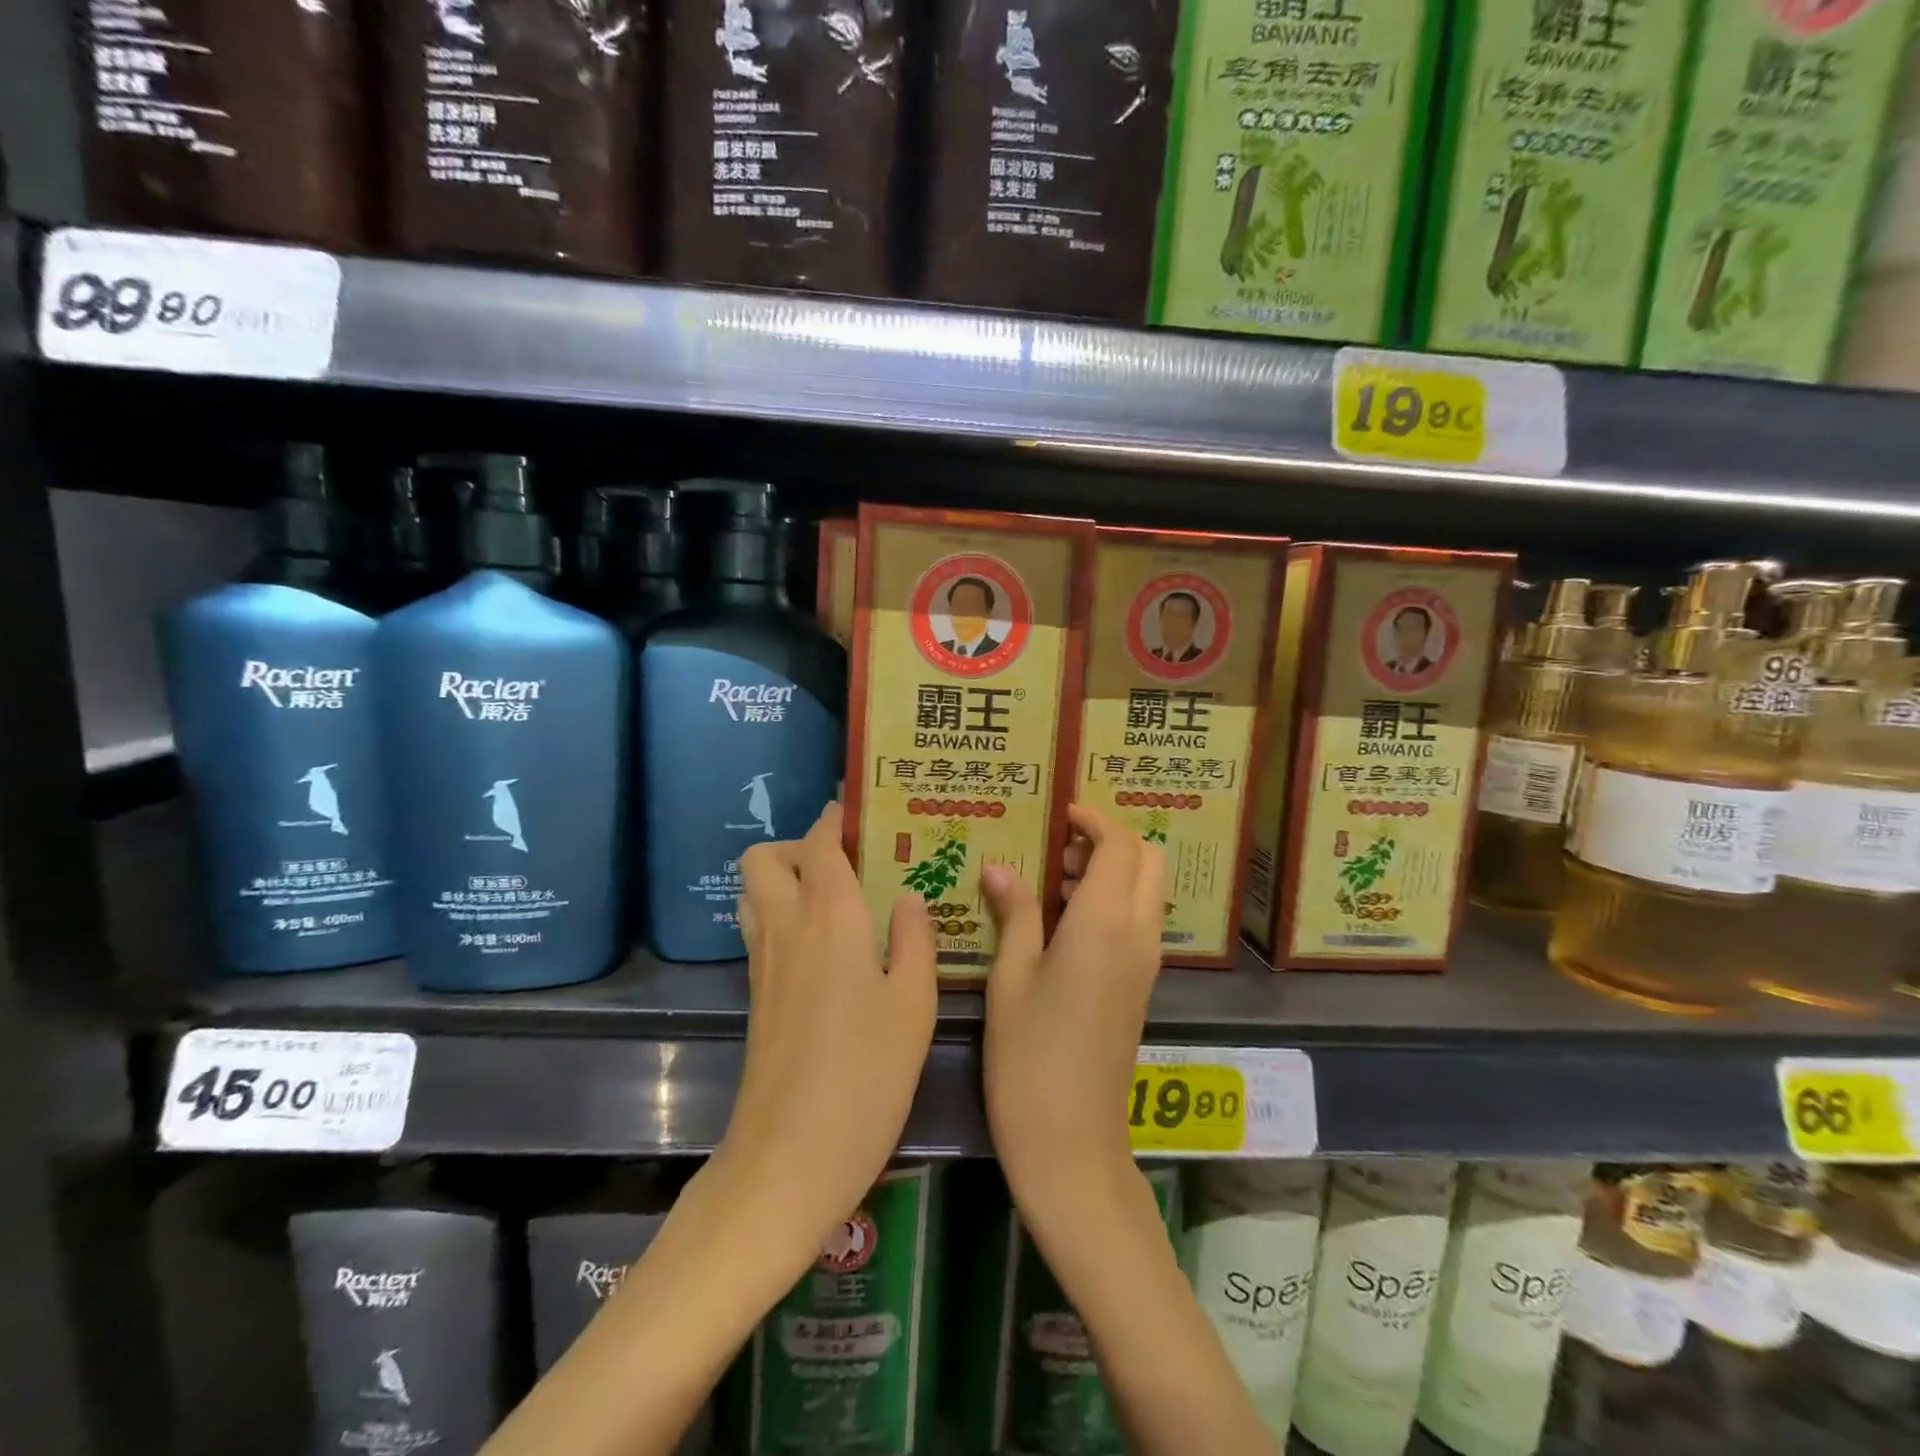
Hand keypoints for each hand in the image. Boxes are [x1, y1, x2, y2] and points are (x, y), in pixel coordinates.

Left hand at [711, 803, 937, 1253]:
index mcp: (829, 917)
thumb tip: (909, 898)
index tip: (864, 809)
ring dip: (787, 878)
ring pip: (755, 892)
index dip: (836, 817)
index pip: (819, 842)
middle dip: (800, 845)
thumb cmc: (865, 1076)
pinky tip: (832, 946)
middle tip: (850, 863)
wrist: (789, 1158)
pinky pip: (761, 928)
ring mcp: (764, 962)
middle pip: (766, 858)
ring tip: (841, 897)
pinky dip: (785, 915)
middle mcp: (787, 927)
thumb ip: (915, 941)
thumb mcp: (913, 1006)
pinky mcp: (757, 995)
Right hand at [980, 803, 1165, 1223]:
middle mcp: (1137, 935)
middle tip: (1057, 852)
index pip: (1119, 846)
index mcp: (1104, 925)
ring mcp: (1146, 963)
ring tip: (1054, 885)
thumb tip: (1001, 867)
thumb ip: (1015, 913)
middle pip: (1148, 860)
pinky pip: (1141, 921)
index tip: (1060, 815)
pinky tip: (1065, 923)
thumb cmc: (1028, 1057)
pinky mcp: (1142, 986)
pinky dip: (1115, 901)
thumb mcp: (1011, 977)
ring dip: (1113, 870)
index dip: (1094, 821)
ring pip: (1148, 890)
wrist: (1072, 1142)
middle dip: (1110, 841)